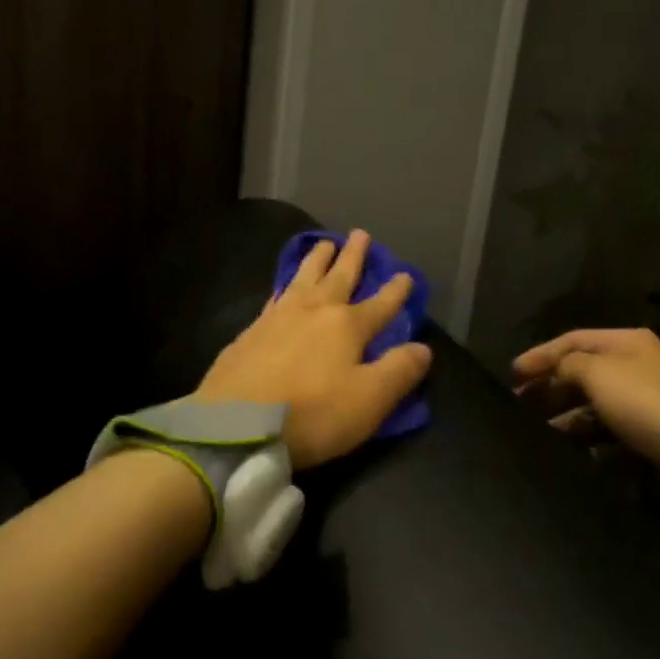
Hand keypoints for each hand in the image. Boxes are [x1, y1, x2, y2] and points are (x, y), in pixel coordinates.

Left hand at [195, 229, 432, 469]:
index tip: (405, 273)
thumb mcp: (369, 400)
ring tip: (323, 243)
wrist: (236, 425)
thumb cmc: (311, 414)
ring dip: (316, 260)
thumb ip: (398, 371)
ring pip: (303, 278)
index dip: (396, 291)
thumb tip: (423, 347)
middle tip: (358, 233)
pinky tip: (282, 286)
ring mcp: (277, 318)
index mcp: (346, 326)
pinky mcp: (250, 332)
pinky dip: (284, 285)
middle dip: (352, 257)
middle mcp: (313, 311)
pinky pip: (275, 297)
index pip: (380, 304)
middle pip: (338, 277)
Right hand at [511, 329, 659, 472]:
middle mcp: (634, 362)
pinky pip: (606, 421)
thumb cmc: (644, 400)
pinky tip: (566, 439)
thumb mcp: (598, 373)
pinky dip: (584, 427)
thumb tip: (556, 370)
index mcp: (624, 341)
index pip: (571, 340)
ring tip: (536, 423)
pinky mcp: (648, 424)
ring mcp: (643, 394)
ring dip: (563, 408)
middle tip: (519, 401)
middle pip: (581, 368)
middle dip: (548, 383)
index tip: (513, 374)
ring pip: (592, 397)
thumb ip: (568, 365)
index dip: (540, 355)